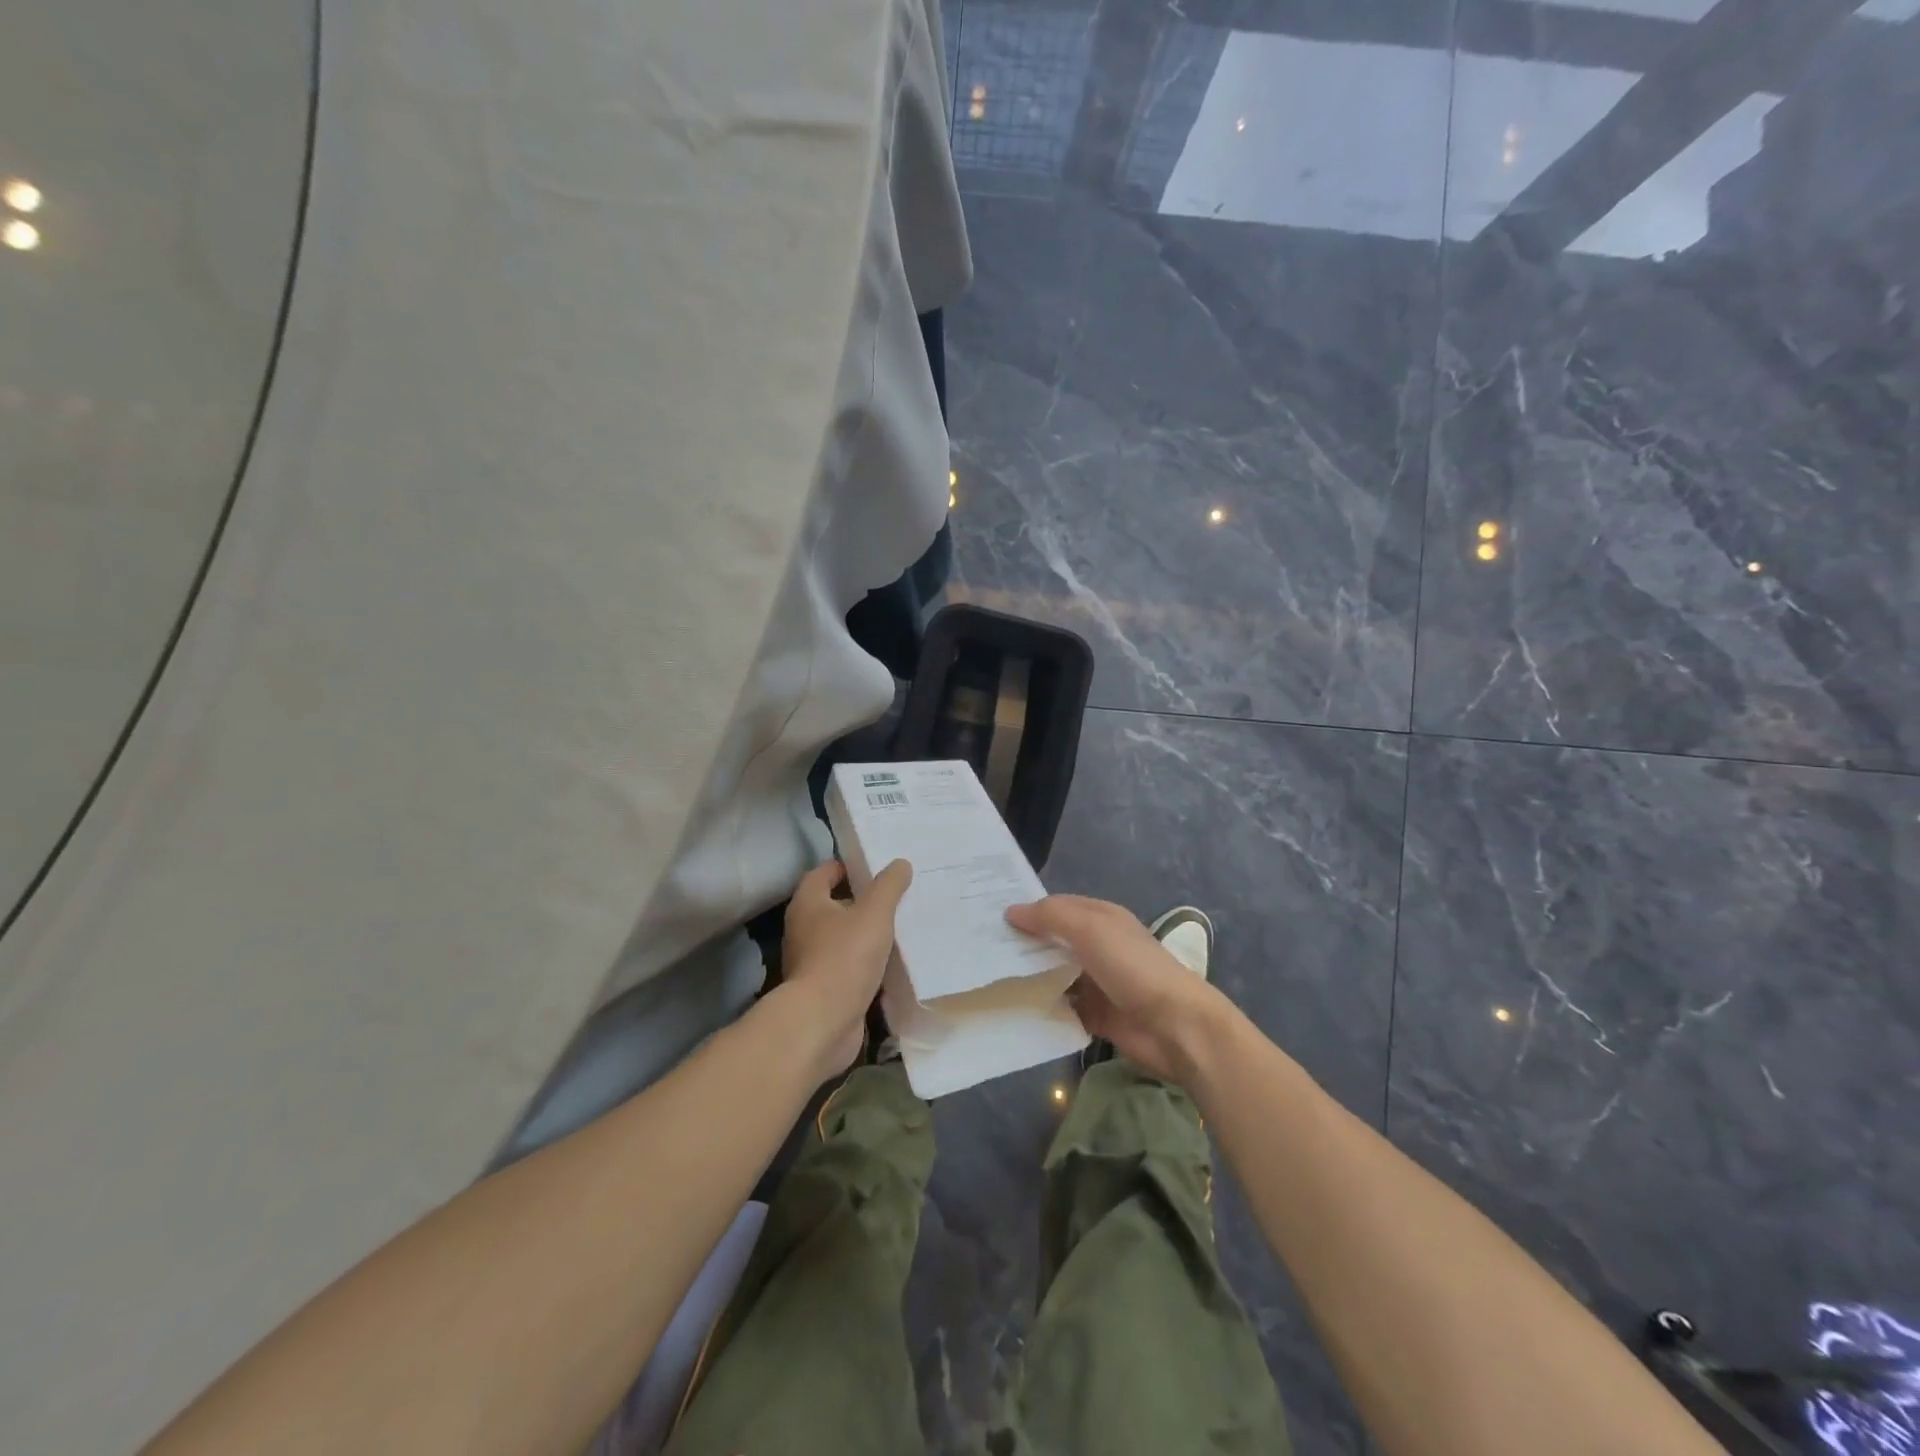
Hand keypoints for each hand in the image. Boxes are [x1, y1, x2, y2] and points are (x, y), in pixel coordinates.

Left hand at [778, 857, 912, 1079]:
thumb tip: (900, 863)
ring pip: (843, 938)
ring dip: (866, 933)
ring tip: (900, 925)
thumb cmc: (844, 957)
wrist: (823, 1022)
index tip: (875, 866)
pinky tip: (893, 962)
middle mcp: (804, 930)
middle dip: (862, 900)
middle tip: (895, 894)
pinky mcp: (824, 990)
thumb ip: (888, 886)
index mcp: (808, 904)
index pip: (823, 873)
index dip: (846, 866)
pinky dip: (867, 963)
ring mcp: (812, 962)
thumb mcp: (874, 912)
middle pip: (834, 905)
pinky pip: (849, 967)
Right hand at [1006, 895, 1230, 1084]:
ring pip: (1054, 975)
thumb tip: (1010, 911)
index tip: (989, 916)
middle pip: (1052, 941)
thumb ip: (1051, 916)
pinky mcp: (1095, 1015)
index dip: (1027, 909)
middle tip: (980, 949)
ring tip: (989, 980)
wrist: (1175, 1026)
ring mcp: (1097, 982)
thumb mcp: (1091, 929)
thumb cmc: (1133, 967)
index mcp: (1101, 918)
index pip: (1056, 906)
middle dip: (1023, 944)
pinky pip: (1062, 1008)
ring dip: (1030, 978)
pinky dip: (1043, 1009)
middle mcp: (1097, 946)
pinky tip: (1014, 1010)